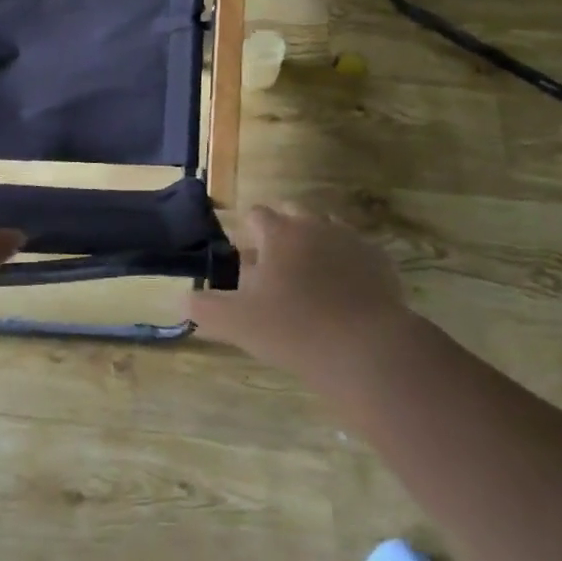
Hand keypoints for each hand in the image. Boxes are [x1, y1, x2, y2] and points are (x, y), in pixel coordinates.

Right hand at [188, 205, 413, 384]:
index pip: (256, 214)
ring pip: (327, 228)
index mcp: (279, 232)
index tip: (245, 256)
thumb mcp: (237, 323)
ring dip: (315, 244)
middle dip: (282, 232)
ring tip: (311, 279)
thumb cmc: (293, 329)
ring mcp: (351, 239)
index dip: (248, 231)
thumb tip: (181, 300)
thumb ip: (205, 308)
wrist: (366, 347)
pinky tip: (345, 293)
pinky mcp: (380, 260)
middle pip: (293, 213)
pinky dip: (347, 264)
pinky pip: (358, 252)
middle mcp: (314, 225)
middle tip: (276, 268)